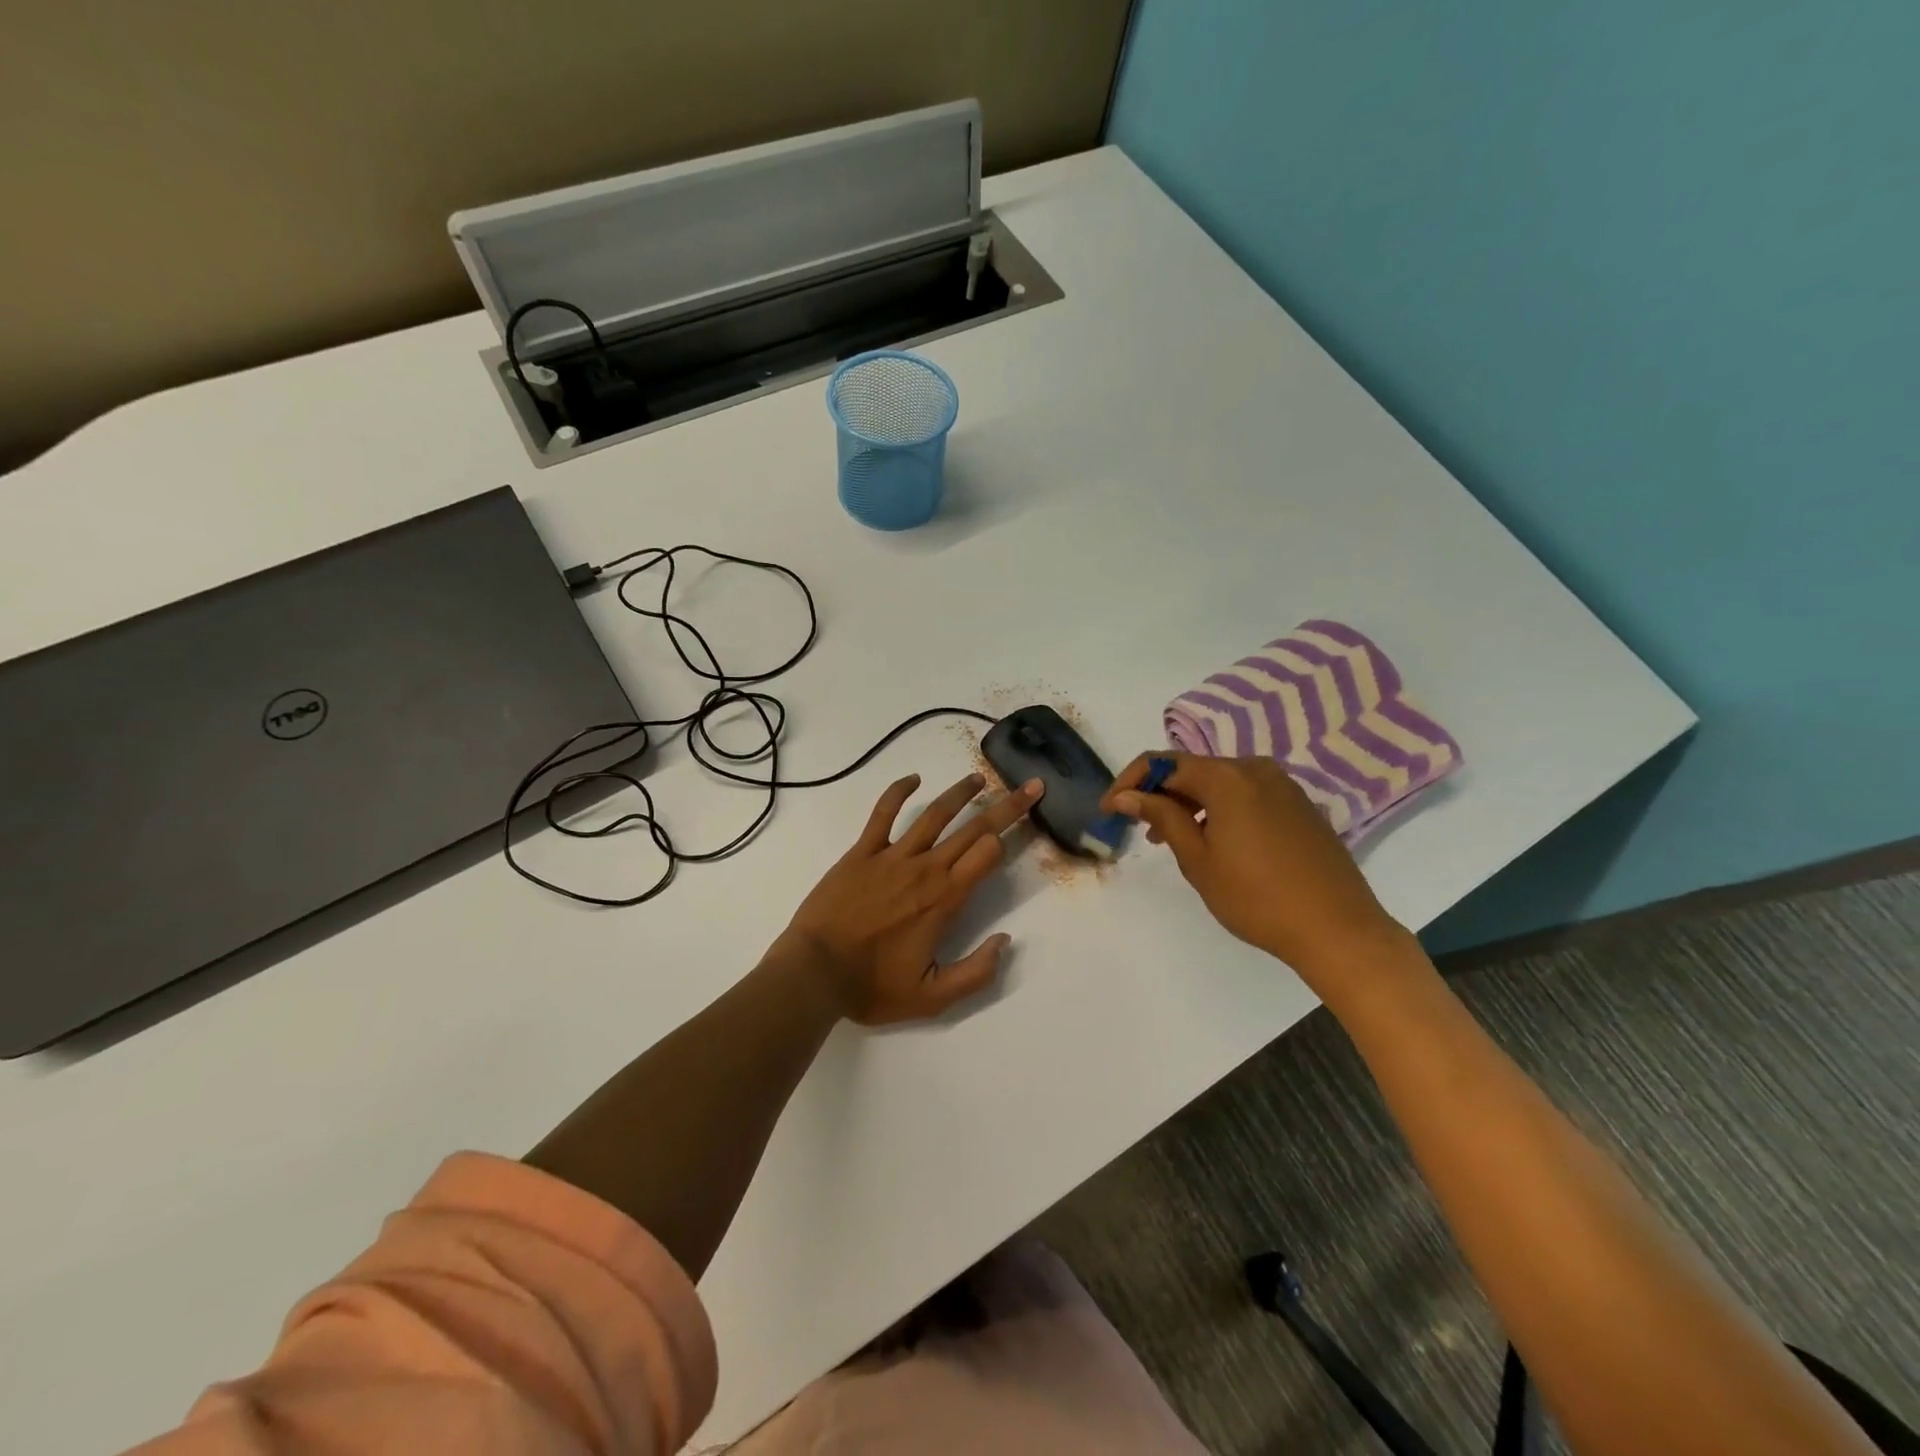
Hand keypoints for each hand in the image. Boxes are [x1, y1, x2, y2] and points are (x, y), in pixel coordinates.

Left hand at [779, 772, 1043, 1024]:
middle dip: (1007, 806)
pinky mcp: (861, 852)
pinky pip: (883, 814)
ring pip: (934, 815)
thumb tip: (1006, 941)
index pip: (988, 854)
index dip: (1012, 836)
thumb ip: (976, 973)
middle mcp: (924, 868)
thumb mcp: (932, 999)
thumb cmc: (872, 986)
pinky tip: (913, 779)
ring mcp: (891, 855)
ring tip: (979, 778)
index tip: (1030, 823)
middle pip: (973, 828)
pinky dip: (898, 792)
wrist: (812, 973)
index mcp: (944, 899)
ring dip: (960, 793)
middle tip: (1030, 786)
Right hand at [1102, 753, 1413, 989]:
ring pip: (1220, 783)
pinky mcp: (1299, 805)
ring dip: (1190, 803)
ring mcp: (1283, 785)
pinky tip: (1216, 842)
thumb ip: (1162, 817)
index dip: (1130, 782)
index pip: (1162, 763)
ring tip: (1173, 839)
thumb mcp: (1197, 859)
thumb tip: (1128, 795)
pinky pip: (1247, 795)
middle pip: (1193, 769)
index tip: (1110, 810)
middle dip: (1160, 794)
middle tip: (1140, 829)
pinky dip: (1221, 810)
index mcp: (1227, 777)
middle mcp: (1255, 769)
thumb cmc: (1257, 898)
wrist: (1338, 929)